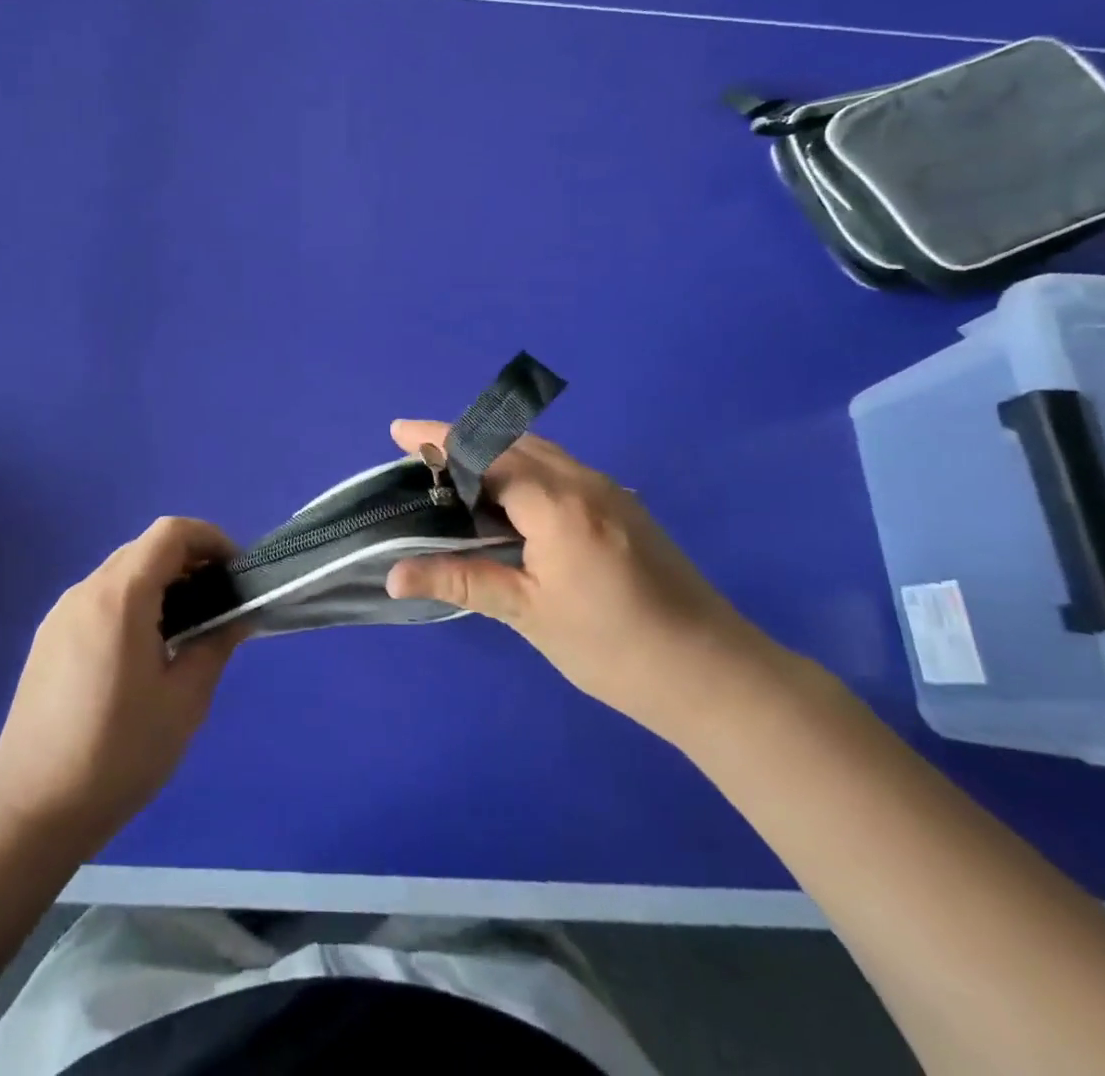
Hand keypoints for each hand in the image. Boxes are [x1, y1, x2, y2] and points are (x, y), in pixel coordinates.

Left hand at [0, 518, 242, 850]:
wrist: (31, 810)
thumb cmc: (118, 754)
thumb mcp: (184, 702)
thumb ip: (214, 646)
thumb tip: (236, 617)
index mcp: (120, 596)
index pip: (171, 532)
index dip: (210, 538)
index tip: (235, 572)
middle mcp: (86, 592)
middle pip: (145, 548)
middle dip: (189, 560)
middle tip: (218, 602)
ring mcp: (61, 614)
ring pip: (121, 573)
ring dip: (160, 582)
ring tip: (187, 628)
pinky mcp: (48, 639)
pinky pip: (99, 599)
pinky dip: (132, 601)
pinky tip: (144, 649)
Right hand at [386, 421, 769, 739]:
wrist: (711, 672)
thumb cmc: (612, 646)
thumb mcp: (528, 613)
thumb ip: (461, 580)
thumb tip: (393, 575)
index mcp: (557, 503)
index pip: (486, 454)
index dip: (438, 440)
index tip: (398, 431)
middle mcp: (583, 481)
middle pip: (511, 442)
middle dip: (462, 439)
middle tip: (418, 454)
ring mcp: (609, 490)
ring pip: (540, 452)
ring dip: (494, 451)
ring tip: (454, 471)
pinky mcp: (623, 506)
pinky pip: (561, 469)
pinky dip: (523, 468)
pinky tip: (508, 499)